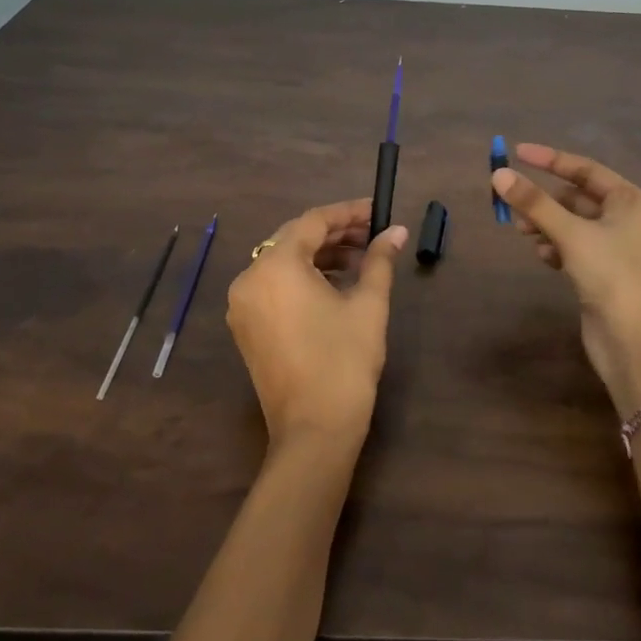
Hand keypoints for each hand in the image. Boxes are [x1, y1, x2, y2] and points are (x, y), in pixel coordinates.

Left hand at [226, 198, 407, 454]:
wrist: (314, 430)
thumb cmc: (345, 360)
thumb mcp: (368, 304)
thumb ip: (380, 260)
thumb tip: (396, 231)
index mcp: (276, 266)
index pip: (313, 221)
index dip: (348, 212)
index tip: (377, 211)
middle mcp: (250, 278)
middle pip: (294, 239)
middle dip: (335, 233)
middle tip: (373, 235)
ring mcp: (243, 305)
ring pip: (283, 262)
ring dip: (320, 255)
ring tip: (361, 261)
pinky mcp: (247, 327)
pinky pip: (274, 286)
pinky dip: (303, 278)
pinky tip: (335, 285)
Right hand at [492, 144, 640, 412]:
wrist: (635, 343)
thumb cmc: (612, 276)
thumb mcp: (571, 234)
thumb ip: (534, 203)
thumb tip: (499, 175)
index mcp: (632, 201)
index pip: (586, 169)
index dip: (550, 160)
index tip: (517, 152)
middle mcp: (628, 220)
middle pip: (576, 197)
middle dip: (544, 200)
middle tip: (511, 204)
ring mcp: (617, 248)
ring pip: (572, 224)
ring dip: (546, 224)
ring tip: (522, 231)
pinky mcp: (605, 273)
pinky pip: (574, 247)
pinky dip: (556, 246)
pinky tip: (543, 256)